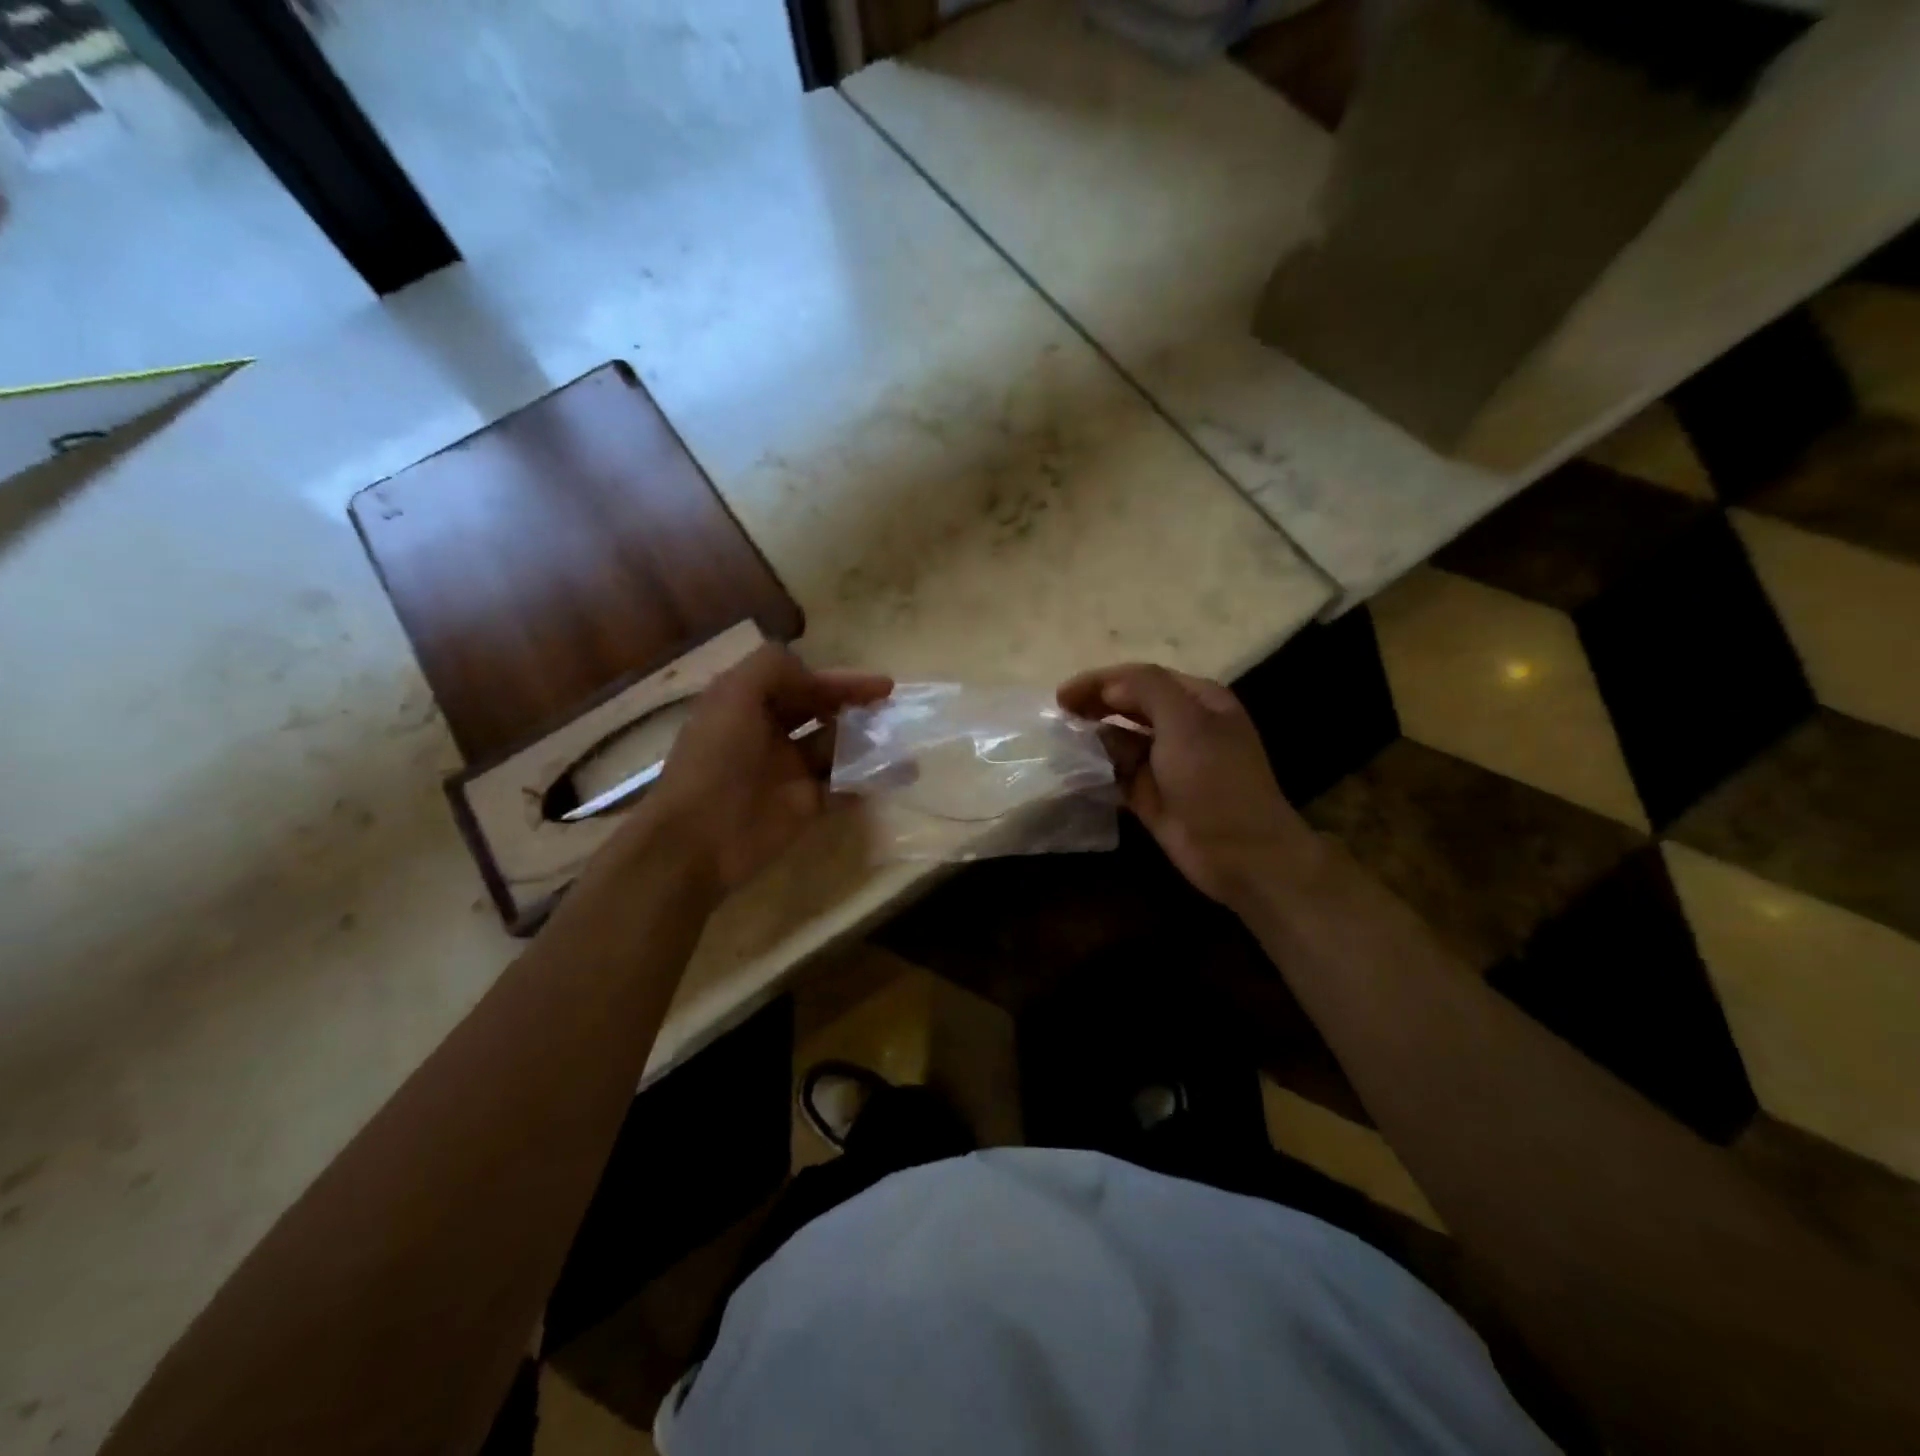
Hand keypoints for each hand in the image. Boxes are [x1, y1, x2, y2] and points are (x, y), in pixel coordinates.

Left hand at [638, 646, 892, 895]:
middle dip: (857, 709)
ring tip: (901, 745)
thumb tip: (815, 677)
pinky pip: (842, 788)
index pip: (802, 683)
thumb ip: (773, 667)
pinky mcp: (804, 807)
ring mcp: (788, 773)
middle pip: (823, 713)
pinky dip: (866, 781)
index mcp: (749, 704)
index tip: (883, 685)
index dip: (841, 680)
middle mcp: (770, 734)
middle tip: (893, 712)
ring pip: (837, 749)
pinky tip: (892, 776)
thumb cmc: (717, 760)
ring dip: (868, 744)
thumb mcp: (734, 694)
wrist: (699, 838)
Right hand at [1058, 663, 1319, 905]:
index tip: (1061, 695)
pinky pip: (1116, 774)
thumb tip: (1106, 688)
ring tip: (1060, 743)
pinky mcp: (1151, 795)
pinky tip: (1072, 772)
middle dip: (1094, 706)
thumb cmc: (1215, 780)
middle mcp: (1182, 726)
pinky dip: (1096, 770)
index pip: (1141, 678)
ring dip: (1093, 739)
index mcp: (1198, 700)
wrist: (1240, 854)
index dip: (1100, 681)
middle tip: (1058, 717)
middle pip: (1129, 706)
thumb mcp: (1186, 722)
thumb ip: (1146, 690)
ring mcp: (1166, 763)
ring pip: (1120, 740)